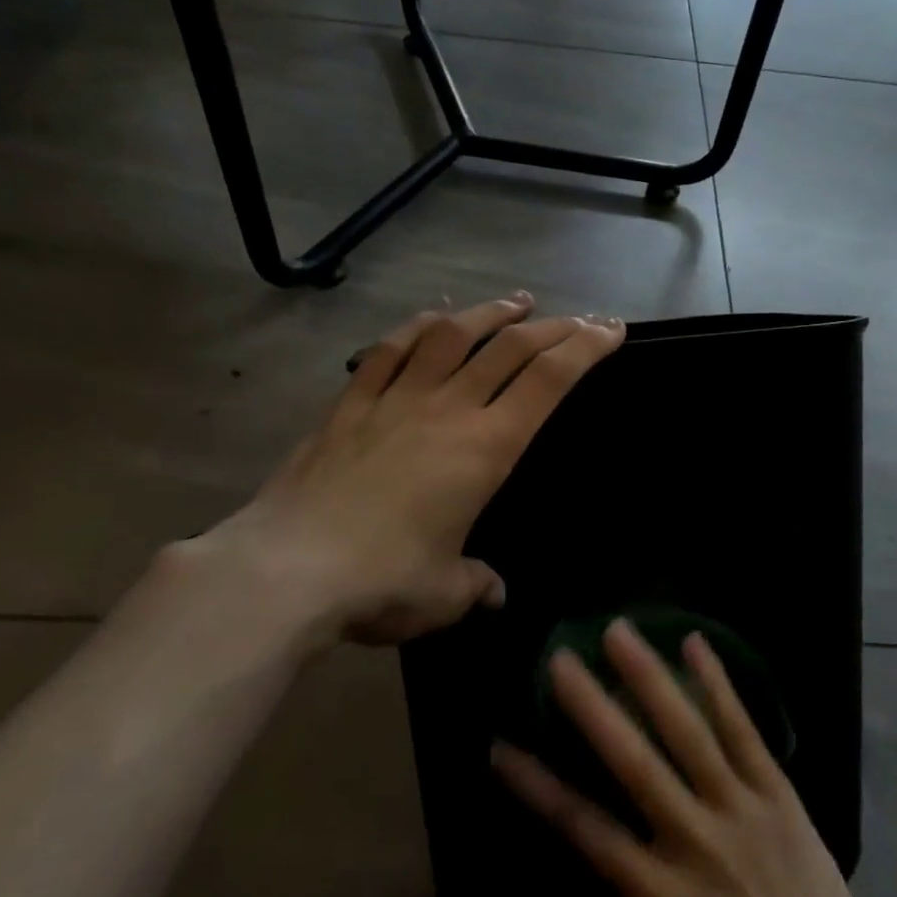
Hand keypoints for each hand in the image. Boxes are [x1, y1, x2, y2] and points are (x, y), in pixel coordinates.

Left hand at [189, 294, 624, 646]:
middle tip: (577, 318)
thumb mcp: (443, 593)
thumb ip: (476, 584)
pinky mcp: (350, 405)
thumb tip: (492, 592)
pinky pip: (389, 351)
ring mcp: (395, 400)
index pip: (547, 382)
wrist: (285, 570)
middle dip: (552, 327)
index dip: (585, 349)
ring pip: (451, 336)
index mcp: (484, 449)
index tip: (610, 329)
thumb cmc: (381, 582)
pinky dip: (416, 327)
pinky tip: (433, 318)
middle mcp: (446, 410)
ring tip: (516, 302)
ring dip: (489, 313)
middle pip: (509, 348)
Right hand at [492, 620, 896, 896]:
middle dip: (592, 707)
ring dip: (650, 677)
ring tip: (619, 631)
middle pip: (634, 763)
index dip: (538, 787)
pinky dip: (717, 685)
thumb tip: (595, 842)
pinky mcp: (779, 795)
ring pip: (688, 733)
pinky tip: (694, 643)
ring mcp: (741, 811)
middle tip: (560, 659)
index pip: (585, 831)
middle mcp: (696, 843)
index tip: (501, 748)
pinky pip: (744, 731)